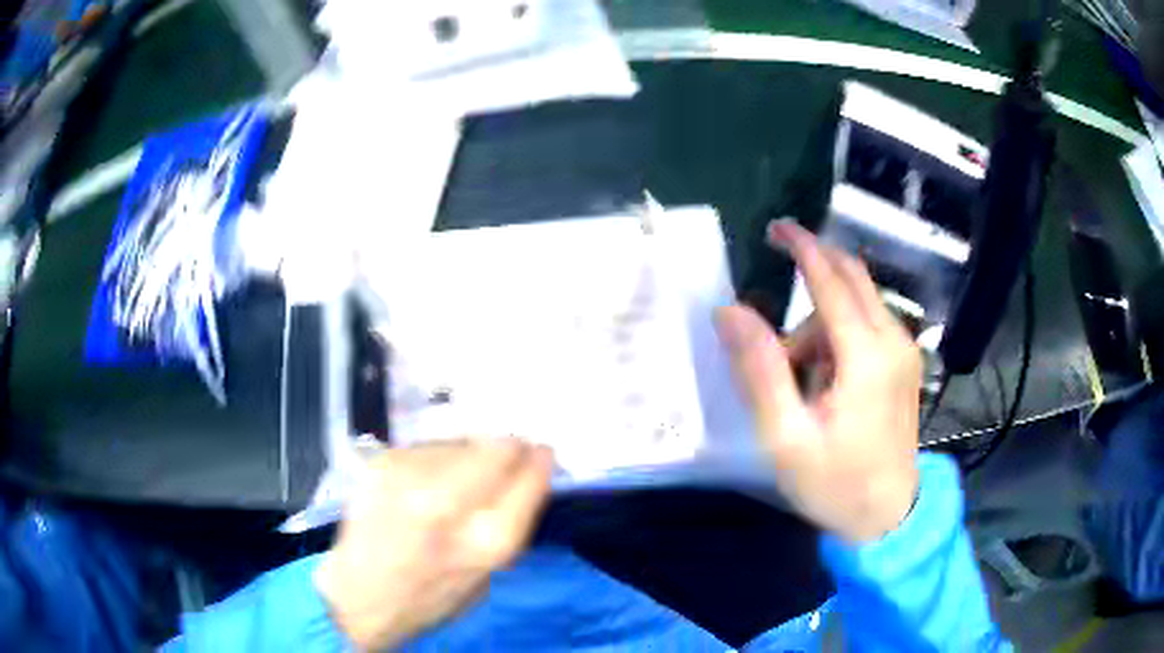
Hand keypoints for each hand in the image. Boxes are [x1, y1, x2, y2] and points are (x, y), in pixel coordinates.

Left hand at [315, 439, 552, 649]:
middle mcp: (448, 503)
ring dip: (467, 454)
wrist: (359, 596)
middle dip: (508, 448)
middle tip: (505, 452)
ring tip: (451, 479)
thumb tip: (522, 475)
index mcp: (485, 543)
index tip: (541, 452)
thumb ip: (506, 527)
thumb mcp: (486, 577)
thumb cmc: (429, 598)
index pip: (529, 478)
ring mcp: (410, 478)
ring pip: (462, 442)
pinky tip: (421, 482)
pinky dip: (433, 459)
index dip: (539, 462)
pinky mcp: (383, 463)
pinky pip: (427, 447)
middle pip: (499, 448)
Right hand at [717, 220, 921, 543]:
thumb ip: (759, 370)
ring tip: (799, 379)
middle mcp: (893, 340)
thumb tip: (730, 311)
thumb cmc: (835, 483)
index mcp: (866, 356)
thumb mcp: (786, 437)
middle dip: (815, 266)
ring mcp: (905, 351)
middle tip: (778, 263)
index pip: (831, 281)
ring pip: (858, 303)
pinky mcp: (905, 364)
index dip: (802, 248)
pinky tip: (826, 379)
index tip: (776, 227)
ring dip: (821, 319)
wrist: (889, 517)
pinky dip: (839, 334)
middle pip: (853, 278)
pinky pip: (869, 325)